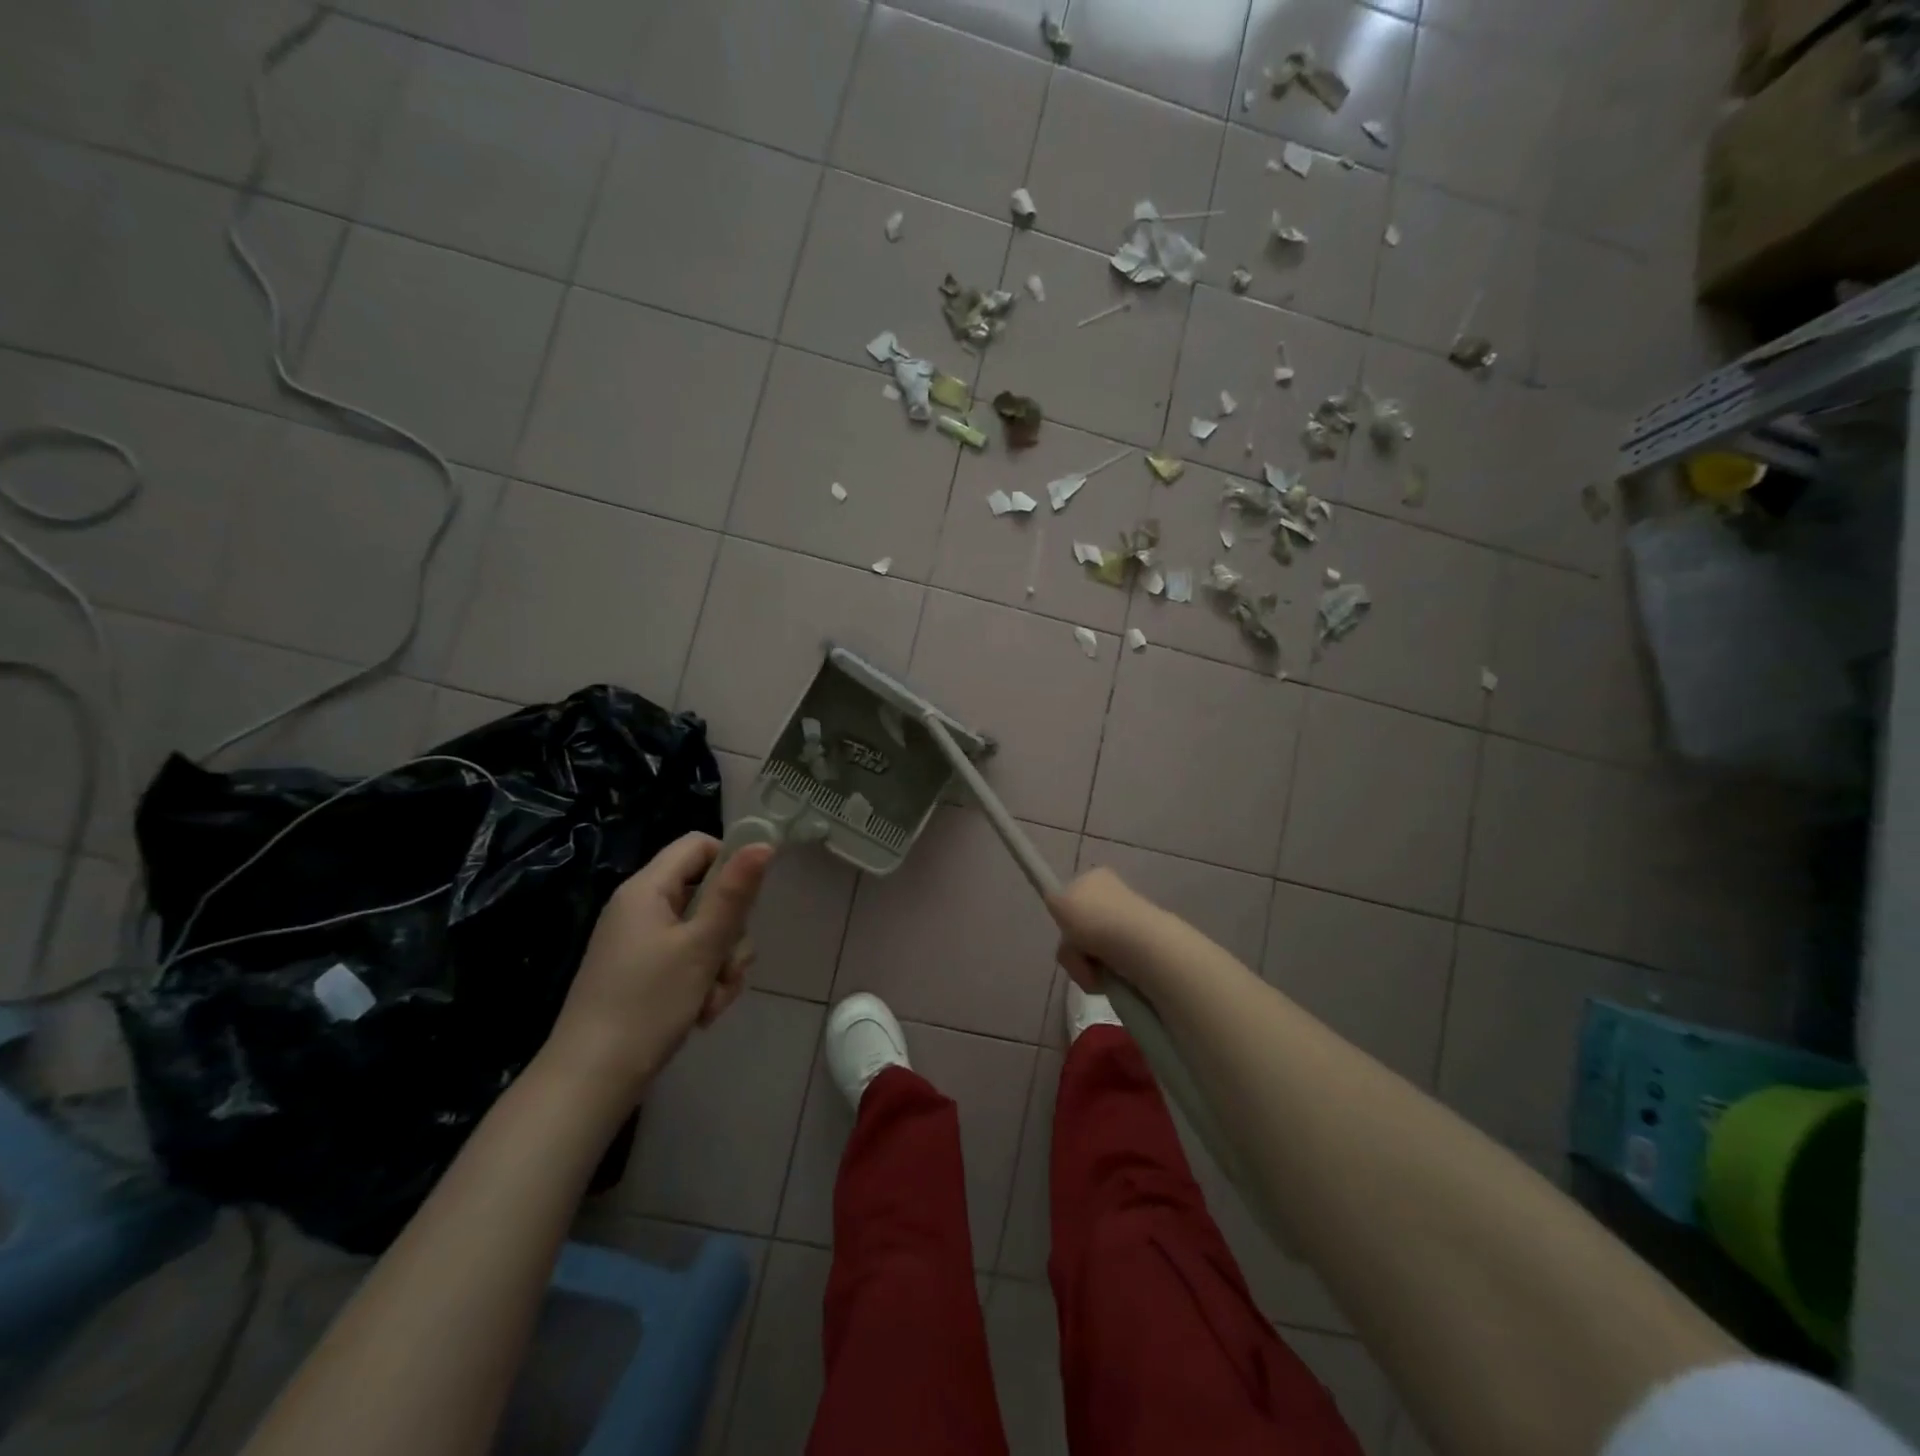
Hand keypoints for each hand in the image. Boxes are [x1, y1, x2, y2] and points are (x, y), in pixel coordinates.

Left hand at [542, 833, 772, 1107]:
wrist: (591, 1080)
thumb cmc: (648, 1004)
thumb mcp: (702, 946)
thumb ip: (734, 894)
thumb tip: (763, 844)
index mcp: (647, 889)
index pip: (698, 845)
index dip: (731, 863)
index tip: (750, 902)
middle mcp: (641, 908)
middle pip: (706, 893)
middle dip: (730, 932)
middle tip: (730, 966)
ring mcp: (640, 942)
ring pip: (703, 932)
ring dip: (721, 963)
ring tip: (714, 1000)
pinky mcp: (642, 973)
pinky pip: (687, 959)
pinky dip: (702, 981)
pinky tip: (702, 1013)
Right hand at [1046, 866, 1180, 993]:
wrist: (1137, 944)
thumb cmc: (1094, 918)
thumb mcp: (1058, 901)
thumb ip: (1054, 901)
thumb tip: (1061, 909)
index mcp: (1097, 878)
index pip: (1073, 896)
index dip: (1066, 917)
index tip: (1068, 930)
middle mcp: (1114, 897)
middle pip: (1079, 928)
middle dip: (1073, 948)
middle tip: (1077, 953)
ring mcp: (1128, 925)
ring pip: (1090, 952)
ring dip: (1083, 966)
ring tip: (1093, 972)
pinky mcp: (1138, 952)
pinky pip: (1108, 968)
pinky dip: (1102, 976)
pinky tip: (1107, 979)